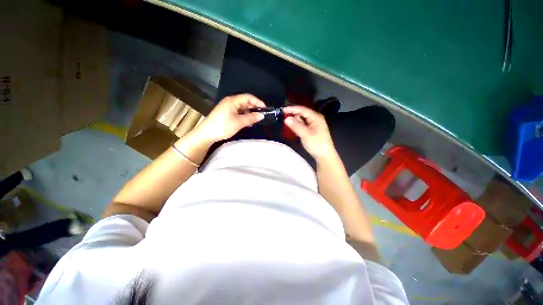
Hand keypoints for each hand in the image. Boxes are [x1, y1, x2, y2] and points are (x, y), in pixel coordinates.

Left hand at [192, 94, 264, 143]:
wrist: (207, 134)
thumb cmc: (223, 126)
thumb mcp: (239, 122)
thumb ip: (251, 118)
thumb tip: (262, 115)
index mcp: (233, 101)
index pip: (248, 97)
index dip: (258, 102)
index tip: (265, 109)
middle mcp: (230, 102)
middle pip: (245, 102)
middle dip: (254, 108)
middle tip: (261, 115)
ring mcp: (228, 108)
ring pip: (242, 108)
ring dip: (249, 113)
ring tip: (255, 120)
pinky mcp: (226, 114)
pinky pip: (238, 113)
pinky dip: (244, 116)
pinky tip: (248, 122)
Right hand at [283, 105, 336, 160]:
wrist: (325, 156)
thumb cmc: (317, 144)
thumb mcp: (305, 135)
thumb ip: (296, 126)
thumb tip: (286, 118)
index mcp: (316, 117)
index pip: (302, 109)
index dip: (292, 109)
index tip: (282, 110)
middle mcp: (315, 118)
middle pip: (301, 113)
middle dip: (293, 116)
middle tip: (285, 122)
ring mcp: (314, 124)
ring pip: (301, 119)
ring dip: (295, 122)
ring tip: (290, 127)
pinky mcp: (312, 130)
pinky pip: (303, 125)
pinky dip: (298, 126)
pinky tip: (294, 130)